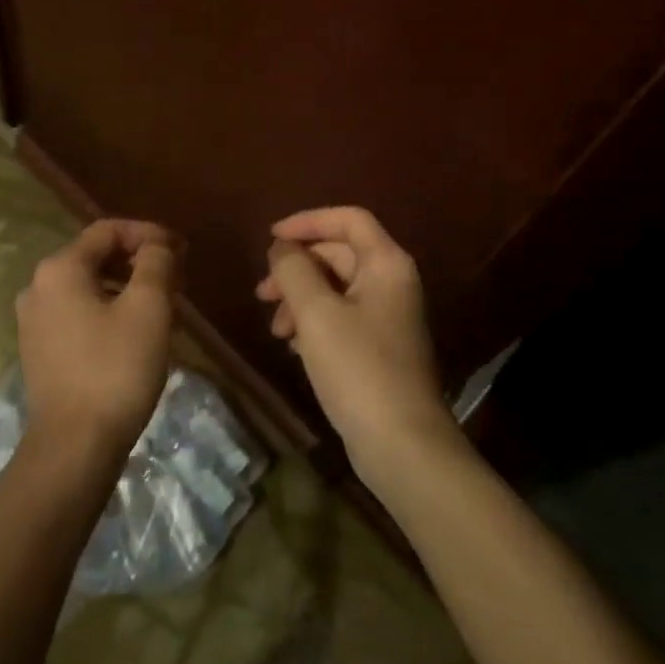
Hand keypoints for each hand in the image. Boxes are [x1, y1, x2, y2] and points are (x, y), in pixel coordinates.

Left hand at [16, 219, 179, 462]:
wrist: (74, 446)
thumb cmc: (116, 369)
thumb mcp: (148, 308)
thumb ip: (155, 263)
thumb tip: (157, 245)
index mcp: (60, 269)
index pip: (108, 230)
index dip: (148, 233)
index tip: (182, 250)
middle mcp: (38, 287)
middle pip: (96, 258)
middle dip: (140, 264)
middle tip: (178, 281)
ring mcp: (34, 321)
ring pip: (90, 288)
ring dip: (128, 290)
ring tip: (166, 311)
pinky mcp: (39, 350)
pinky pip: (79, 315)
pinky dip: (110, 313)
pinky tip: (138, 336)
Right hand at [255, 206, 458, 489]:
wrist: (402, 444)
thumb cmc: (358, 368)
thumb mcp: (316, 313)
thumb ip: (294, 270)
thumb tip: (282, 248)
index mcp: (386, 264)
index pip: (348, 219)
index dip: (307, 221)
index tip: (271, 238)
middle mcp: (392, 283)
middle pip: (338, 254)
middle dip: (296, 268)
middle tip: (262, 293)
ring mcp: (387, 317)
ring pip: (335, 289)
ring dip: (300, 299)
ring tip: (275, 329)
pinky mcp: (378, 348)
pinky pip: (340, 319)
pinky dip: (313, 323)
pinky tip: (293, 346)